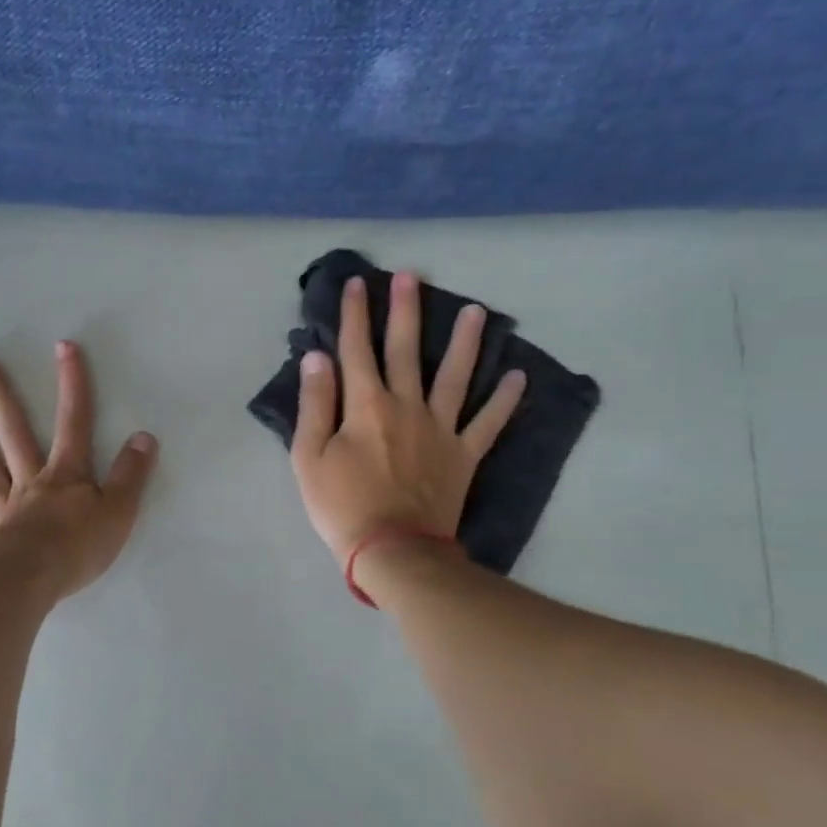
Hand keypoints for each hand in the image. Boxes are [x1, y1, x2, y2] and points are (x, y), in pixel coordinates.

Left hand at [0, 341, 157, 600]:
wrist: (31, 583)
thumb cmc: (78, 548)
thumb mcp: (120, 511)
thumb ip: (131, 474)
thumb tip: (144, 436)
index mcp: (66, 475)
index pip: (74, 421)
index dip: (72, 383)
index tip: (63, 346)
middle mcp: (30, 481)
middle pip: (14, 431)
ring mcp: (3, 507)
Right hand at [292, 272, 525, 565]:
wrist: (392, 550)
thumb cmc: (342, 505)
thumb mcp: (309, 457)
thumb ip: (315, 404)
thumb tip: (317, 358)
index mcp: (365, 405)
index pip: (356, 349)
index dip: (354, 315)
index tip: (356, 283)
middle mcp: (406, 406)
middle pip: (406, 350)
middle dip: (405, 311)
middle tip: (412, 276)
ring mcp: (441, 429)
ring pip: (456, 376)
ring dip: (465, 342)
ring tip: (477, 311)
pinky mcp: (464, 454)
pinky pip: (489, 422)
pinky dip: (505, 400)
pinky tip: (518, 376)